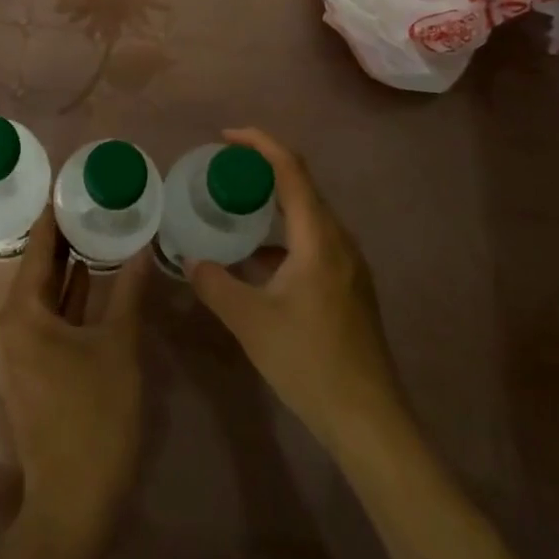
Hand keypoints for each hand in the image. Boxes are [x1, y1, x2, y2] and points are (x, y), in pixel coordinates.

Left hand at [0, 210, 149, 525]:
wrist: (74, 503)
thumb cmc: (94, 416)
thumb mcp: (119, 346)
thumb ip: (130, 291)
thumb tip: (144, 245)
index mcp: (23, 312)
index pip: (39, 247)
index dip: (54, 215)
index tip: (70, 181)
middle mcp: (13, 325)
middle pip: (40, 268)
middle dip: (65, 236)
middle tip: (92, 199)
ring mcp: (22, 349)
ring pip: (47, 294)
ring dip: (71, 266)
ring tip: (98, 227)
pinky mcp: (36, 368)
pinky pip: (52, 316)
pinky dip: (72, 296)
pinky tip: (97, 278)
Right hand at [187, 128, 404, 453]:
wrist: (369, 421)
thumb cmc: (310, 362)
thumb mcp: (250, 322)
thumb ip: (215, 284)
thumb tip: (190, 261)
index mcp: (318, 236)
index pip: (290, 168)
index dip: (259, 143)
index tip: (225, 137)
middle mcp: (338, 240)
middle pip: (300, 185)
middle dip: (261, 169)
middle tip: (222, 171)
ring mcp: (348, 264)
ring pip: (307, 215)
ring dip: (272, 203)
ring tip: (234, 208)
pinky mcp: (349, 285)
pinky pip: (313, 239)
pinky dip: (282, 233)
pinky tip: (257, 259)